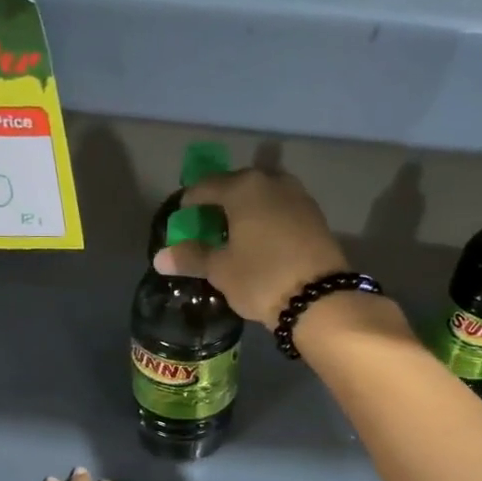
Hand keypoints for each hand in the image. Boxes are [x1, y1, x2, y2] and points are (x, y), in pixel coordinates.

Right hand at [152, 168, 348, 328]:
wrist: (321, 299)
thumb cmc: (261, 278)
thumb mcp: (221, 270)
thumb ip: (191, 257)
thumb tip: (160, 258)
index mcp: (243, 187)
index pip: (205, 186)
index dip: (189, 203)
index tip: (181, 222)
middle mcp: (272, 182)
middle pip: (236, 186)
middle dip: (219, 204)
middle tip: (207, 228)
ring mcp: (298, 196)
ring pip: (262, 196)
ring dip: (246, 210)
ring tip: (235, 236)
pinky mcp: (316, 216)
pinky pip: (281, 209)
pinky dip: (267, 219)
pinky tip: (261, 241)